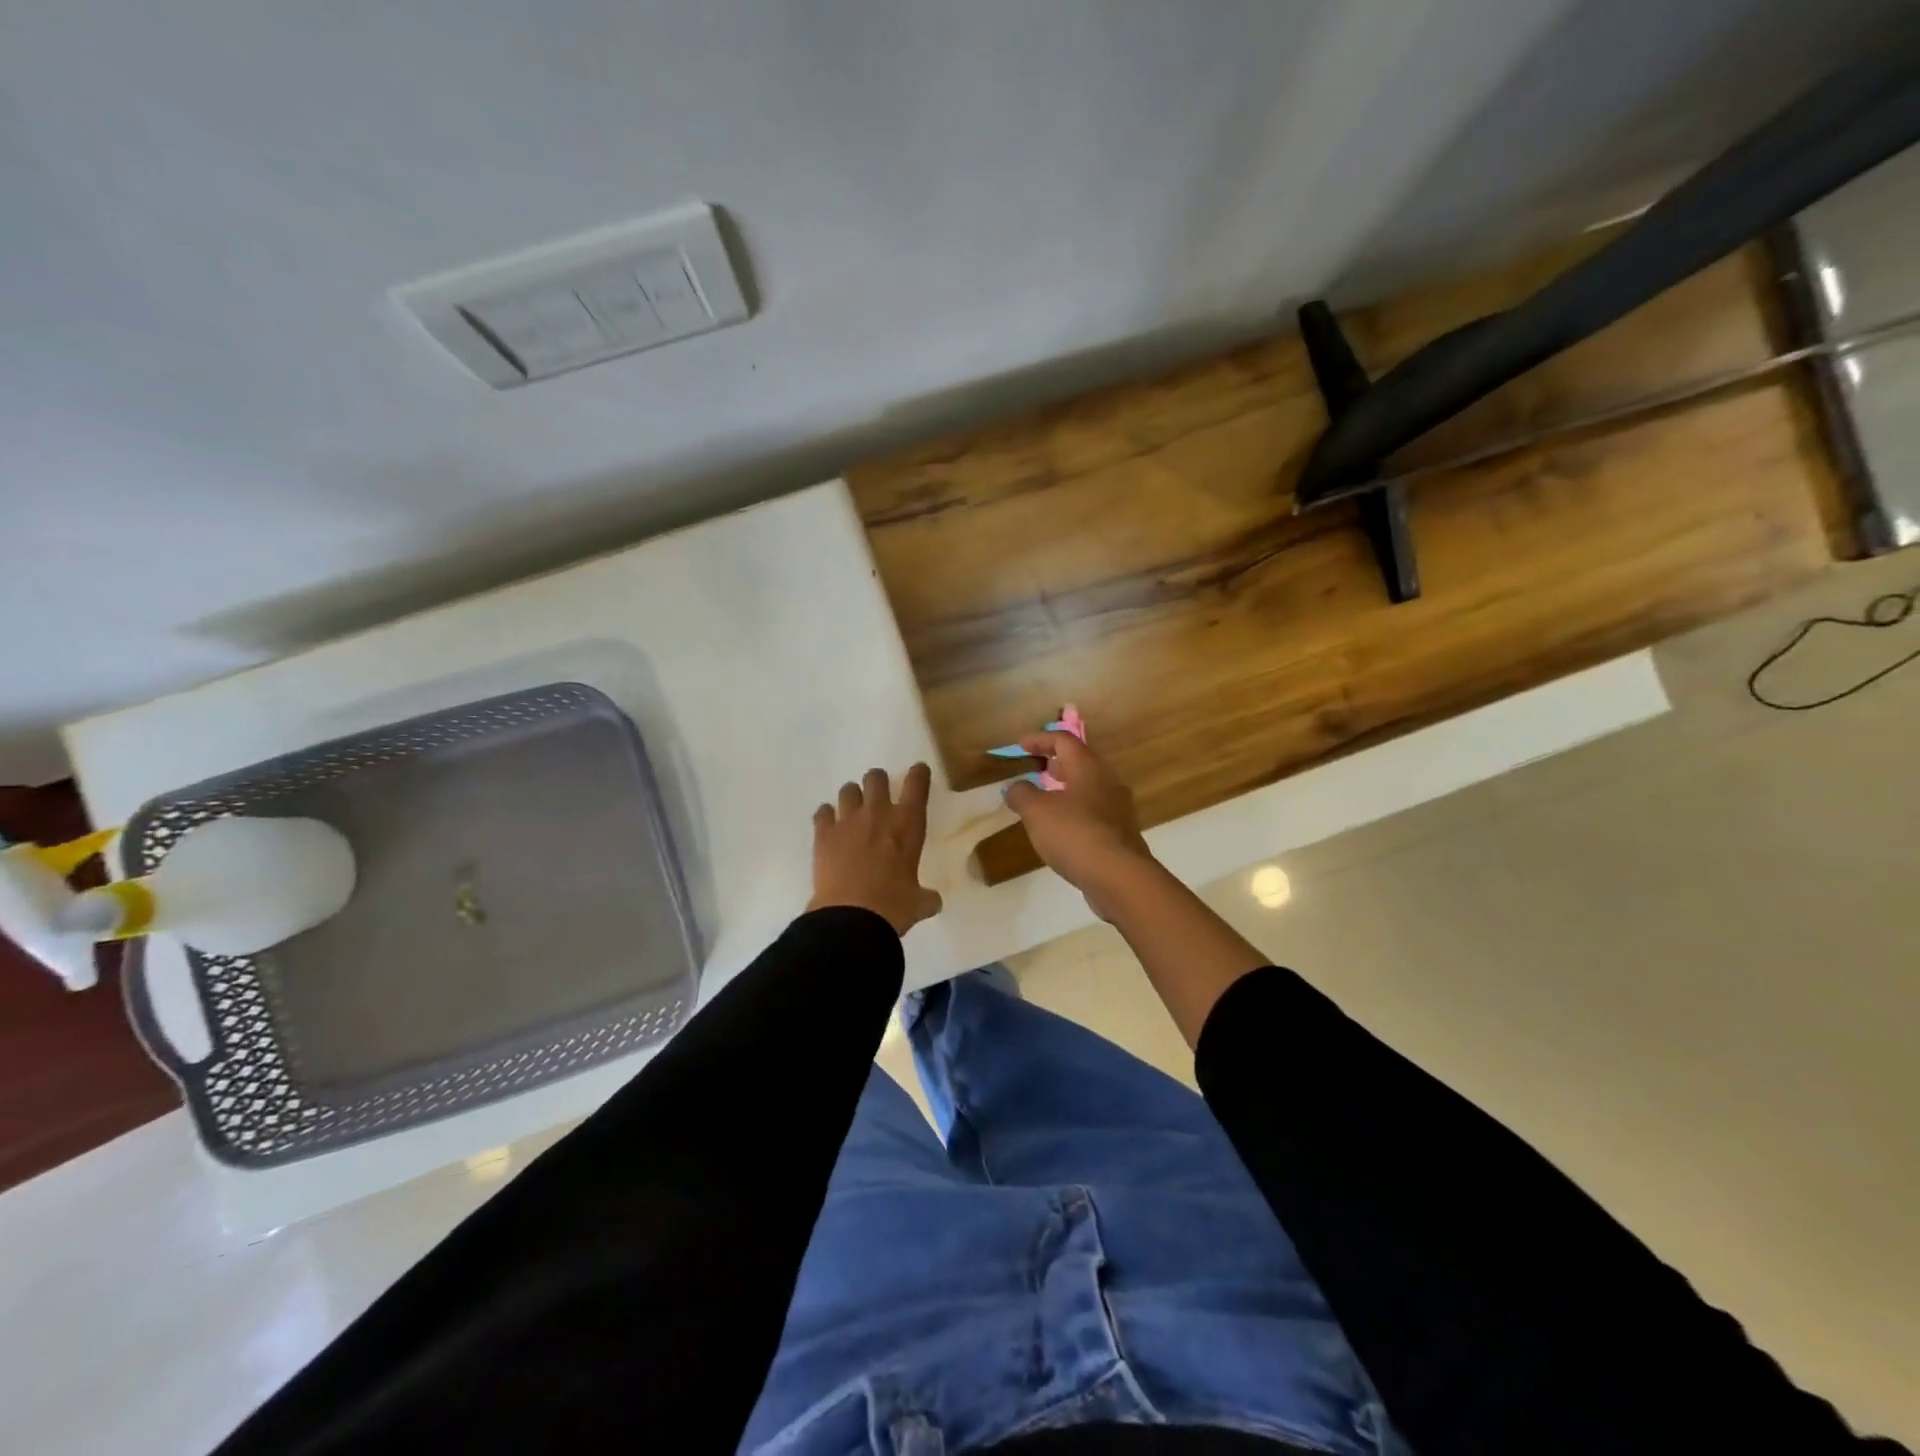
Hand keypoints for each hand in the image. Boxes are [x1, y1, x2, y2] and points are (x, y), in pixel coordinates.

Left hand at [808, 764, 943, 935]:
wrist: (852, 916)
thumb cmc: (894, 906)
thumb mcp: (917, 902)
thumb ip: (925, 897)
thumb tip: (933, 902)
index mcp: (908, 824)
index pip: (917, 785)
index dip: (918, 774)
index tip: (918, 770)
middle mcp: (878, 813)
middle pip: (876, 778)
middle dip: (878, 782)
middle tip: (878, 793)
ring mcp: (848, 821)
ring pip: (848, 790)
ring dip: (852, 796)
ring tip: (852, 809)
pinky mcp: (823, 833)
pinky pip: (822, 812)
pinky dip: (826, 816)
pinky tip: (828, 825)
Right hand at [1003, 732, 1154, 915]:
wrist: (1119, 877)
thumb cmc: (1075, 834)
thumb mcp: (1036, 812)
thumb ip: (1022, 794)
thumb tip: (1015, 787)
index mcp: (1088, 767)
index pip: (1064, 740)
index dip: (1039, 739)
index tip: (1019, 746)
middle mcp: (1108, 781)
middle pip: (1080, 761)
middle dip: (1055, 762)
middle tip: (1034, 768)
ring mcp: (1118, 808)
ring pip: (1088, 787)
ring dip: (1065, 788)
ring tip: (1044, 799)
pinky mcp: (1120, 833)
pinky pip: (1094, 811)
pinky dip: (1075, 811)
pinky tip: (1061, 828)